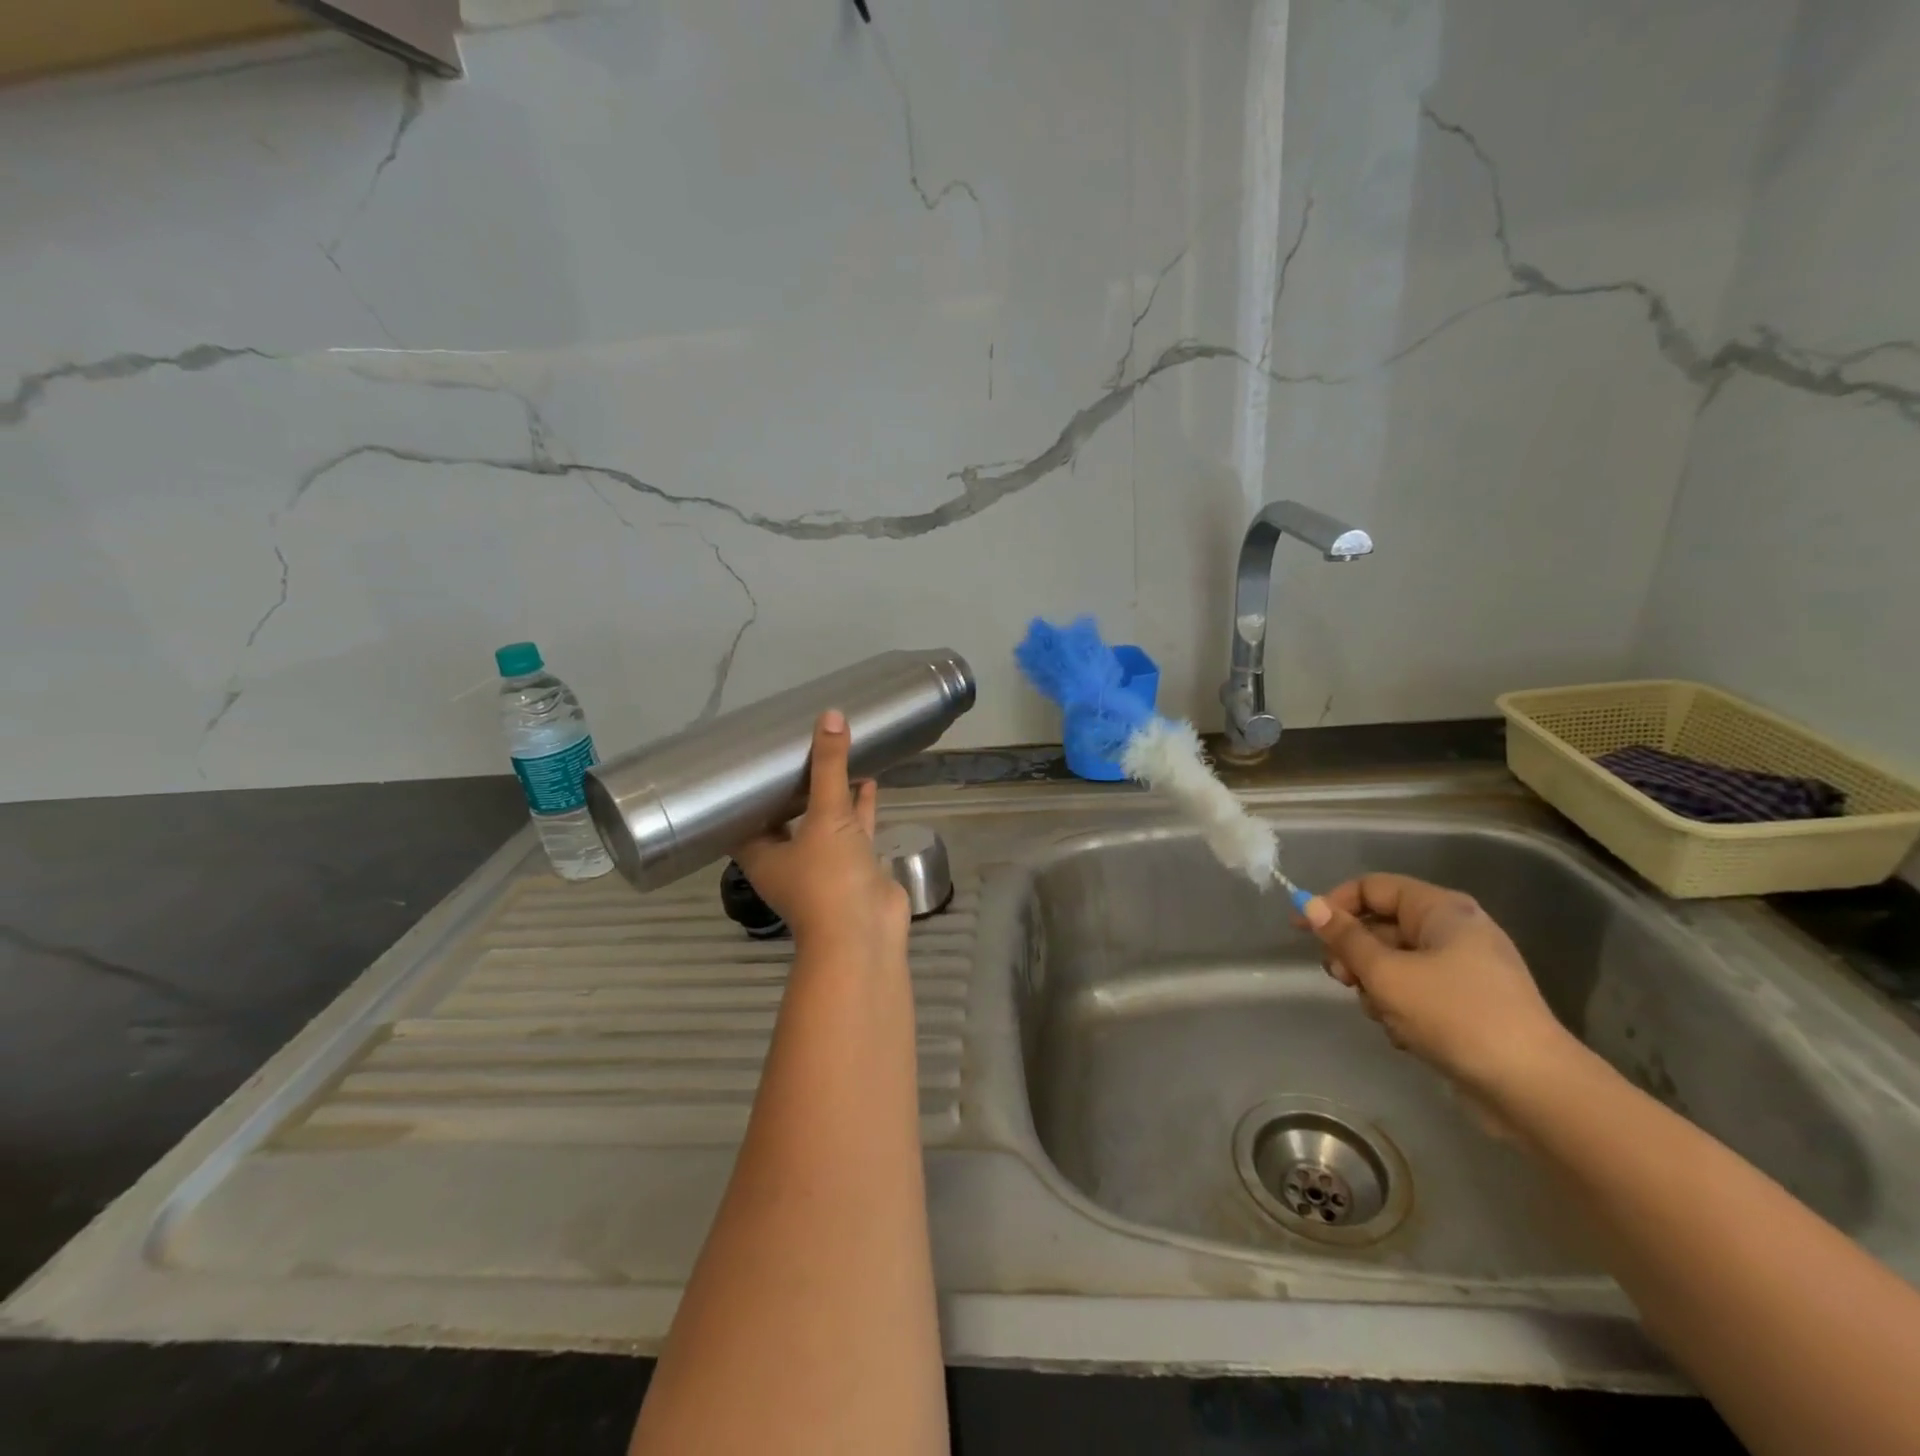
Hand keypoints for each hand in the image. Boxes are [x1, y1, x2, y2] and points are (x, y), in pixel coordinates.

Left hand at [733, 710, 909, 958]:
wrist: (865, 933)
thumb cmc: (828, 878)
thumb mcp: (825, 816)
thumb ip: (829, 767)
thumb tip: (830, 716)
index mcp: (762, 853)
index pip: (743, 816)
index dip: (746, 790)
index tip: (752, 758)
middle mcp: (788, 859)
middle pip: (785, 815)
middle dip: (793, 785)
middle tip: (796, 747)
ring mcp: (823, 865)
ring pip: (823, 821)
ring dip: (829, 793)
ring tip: (835, 755)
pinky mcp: (854, 867)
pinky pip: (854, 829)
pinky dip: (860, 806)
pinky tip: (870, 779)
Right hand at [1300, 873, 1579, 1099]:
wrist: (1534, 1090)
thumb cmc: (1455, 1015)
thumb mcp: (1386, 973)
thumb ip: (1344, 938)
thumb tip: (1310, 904)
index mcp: (1441, 910)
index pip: (1372, 887)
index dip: (1333, 904)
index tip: (1301, 930)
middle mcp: (1453, 931)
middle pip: (1380, 926)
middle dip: (1354, 953)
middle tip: (1342, 979)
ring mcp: (1463, 970)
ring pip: (1393, 964)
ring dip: (1376, 987)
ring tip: (1383, 1014)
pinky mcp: (1467, 1006)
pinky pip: (1415, 993)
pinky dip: (1400, 1009)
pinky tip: (1405, 1035)